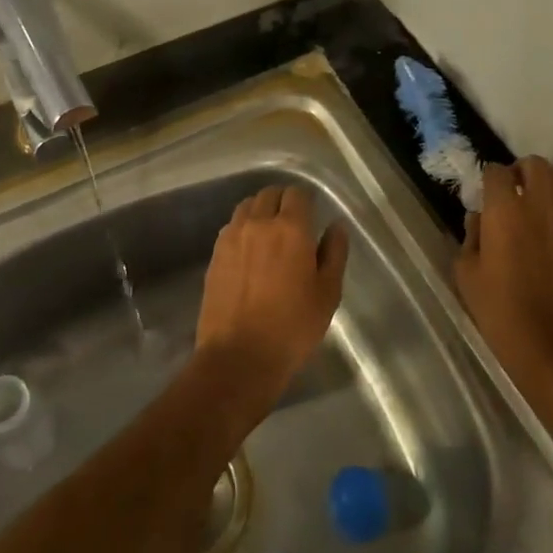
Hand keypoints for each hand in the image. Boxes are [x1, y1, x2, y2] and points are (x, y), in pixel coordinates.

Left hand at [195, 184, 347, 414]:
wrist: (238, 357)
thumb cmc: (292, 328)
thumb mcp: (327, 294)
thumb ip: (334, 254)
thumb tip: (336, 226)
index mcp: (290, 228)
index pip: (297, 194)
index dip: (306, 200)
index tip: (312, 215)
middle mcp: (258, 223)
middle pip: (269, 194)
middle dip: (283, 201)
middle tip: (294, 223)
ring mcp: (232, 237)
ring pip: (247, 206)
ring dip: (261, 211)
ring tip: (270, 233)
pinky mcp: (215, 254)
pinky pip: (232, 226)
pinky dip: (243, 228)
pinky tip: (250, 250)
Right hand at [456, 158, 552, 410]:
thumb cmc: (503, 313)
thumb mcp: (468, 276)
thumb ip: (471, 238)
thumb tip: (480, 220)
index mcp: (505, 210)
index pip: (496, 171)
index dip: (488, 180)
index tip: (484, 196)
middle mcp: (539, 204)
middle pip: (534, 164)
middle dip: (520, 172)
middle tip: (511, 194)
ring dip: (547, 182)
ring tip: (536, 203)